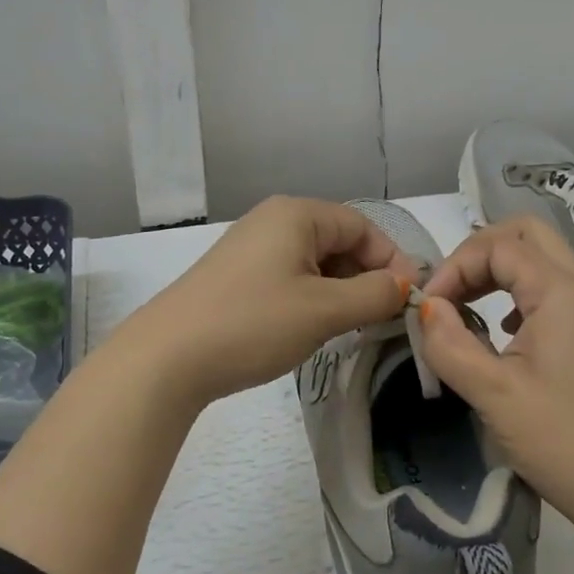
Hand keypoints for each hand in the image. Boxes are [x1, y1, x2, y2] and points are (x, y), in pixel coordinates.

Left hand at [111, 196, 413, 408]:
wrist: (166, 358)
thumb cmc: (253, 323)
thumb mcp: (324, 310)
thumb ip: (374, 294)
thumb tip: (404, 285)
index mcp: (296, 214)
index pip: (362, 226)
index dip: (391, 260)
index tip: (408, 299)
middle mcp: (273, 220)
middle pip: (338, 241)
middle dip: (364, 277)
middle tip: (379, 319)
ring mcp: (250, 248)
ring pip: (314, 262)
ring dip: (339, 291)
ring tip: (348, 328)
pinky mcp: (236, 276)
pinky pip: (289, 277)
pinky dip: (311, 298)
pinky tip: (311, 328)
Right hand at [417, 216, 573, 544]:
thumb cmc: (563, 441)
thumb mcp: (494, 395)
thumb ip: (450, 345)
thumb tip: (425, 309)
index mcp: (561, 290)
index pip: (497, 246)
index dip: (455, 267)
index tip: (428, 308)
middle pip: (526, 233)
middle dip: (479, 251)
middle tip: (450, 290)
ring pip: (541, 259)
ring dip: (498, 269)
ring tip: (466, 307)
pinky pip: (551, 288)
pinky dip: (518, 292)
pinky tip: (501, 331)